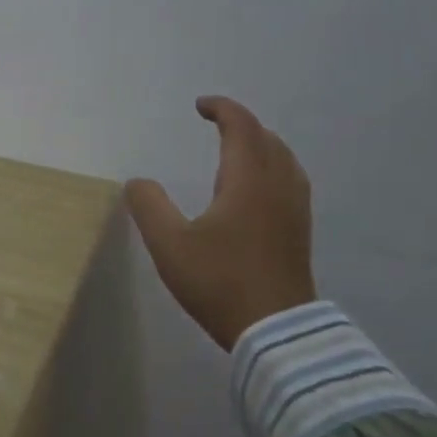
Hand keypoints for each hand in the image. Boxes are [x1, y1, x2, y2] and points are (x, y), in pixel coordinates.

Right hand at [125, 97, 317, 351]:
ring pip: (283, 159)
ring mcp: (295, 208)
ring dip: (260, 143)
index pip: (241, 127)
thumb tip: (137, 182)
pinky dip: (272, 165)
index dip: (222, 109)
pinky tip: (258, 187)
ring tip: (237, 148)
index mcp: (248, 180)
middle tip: (215, 123)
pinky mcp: (300, 230)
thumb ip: (149, 206)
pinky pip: (290, 179)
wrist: (275, 329)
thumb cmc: (219, 281)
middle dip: (241, 124)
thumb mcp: (169, 245)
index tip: (200, 106)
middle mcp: (278, 186)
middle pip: (267, 138)